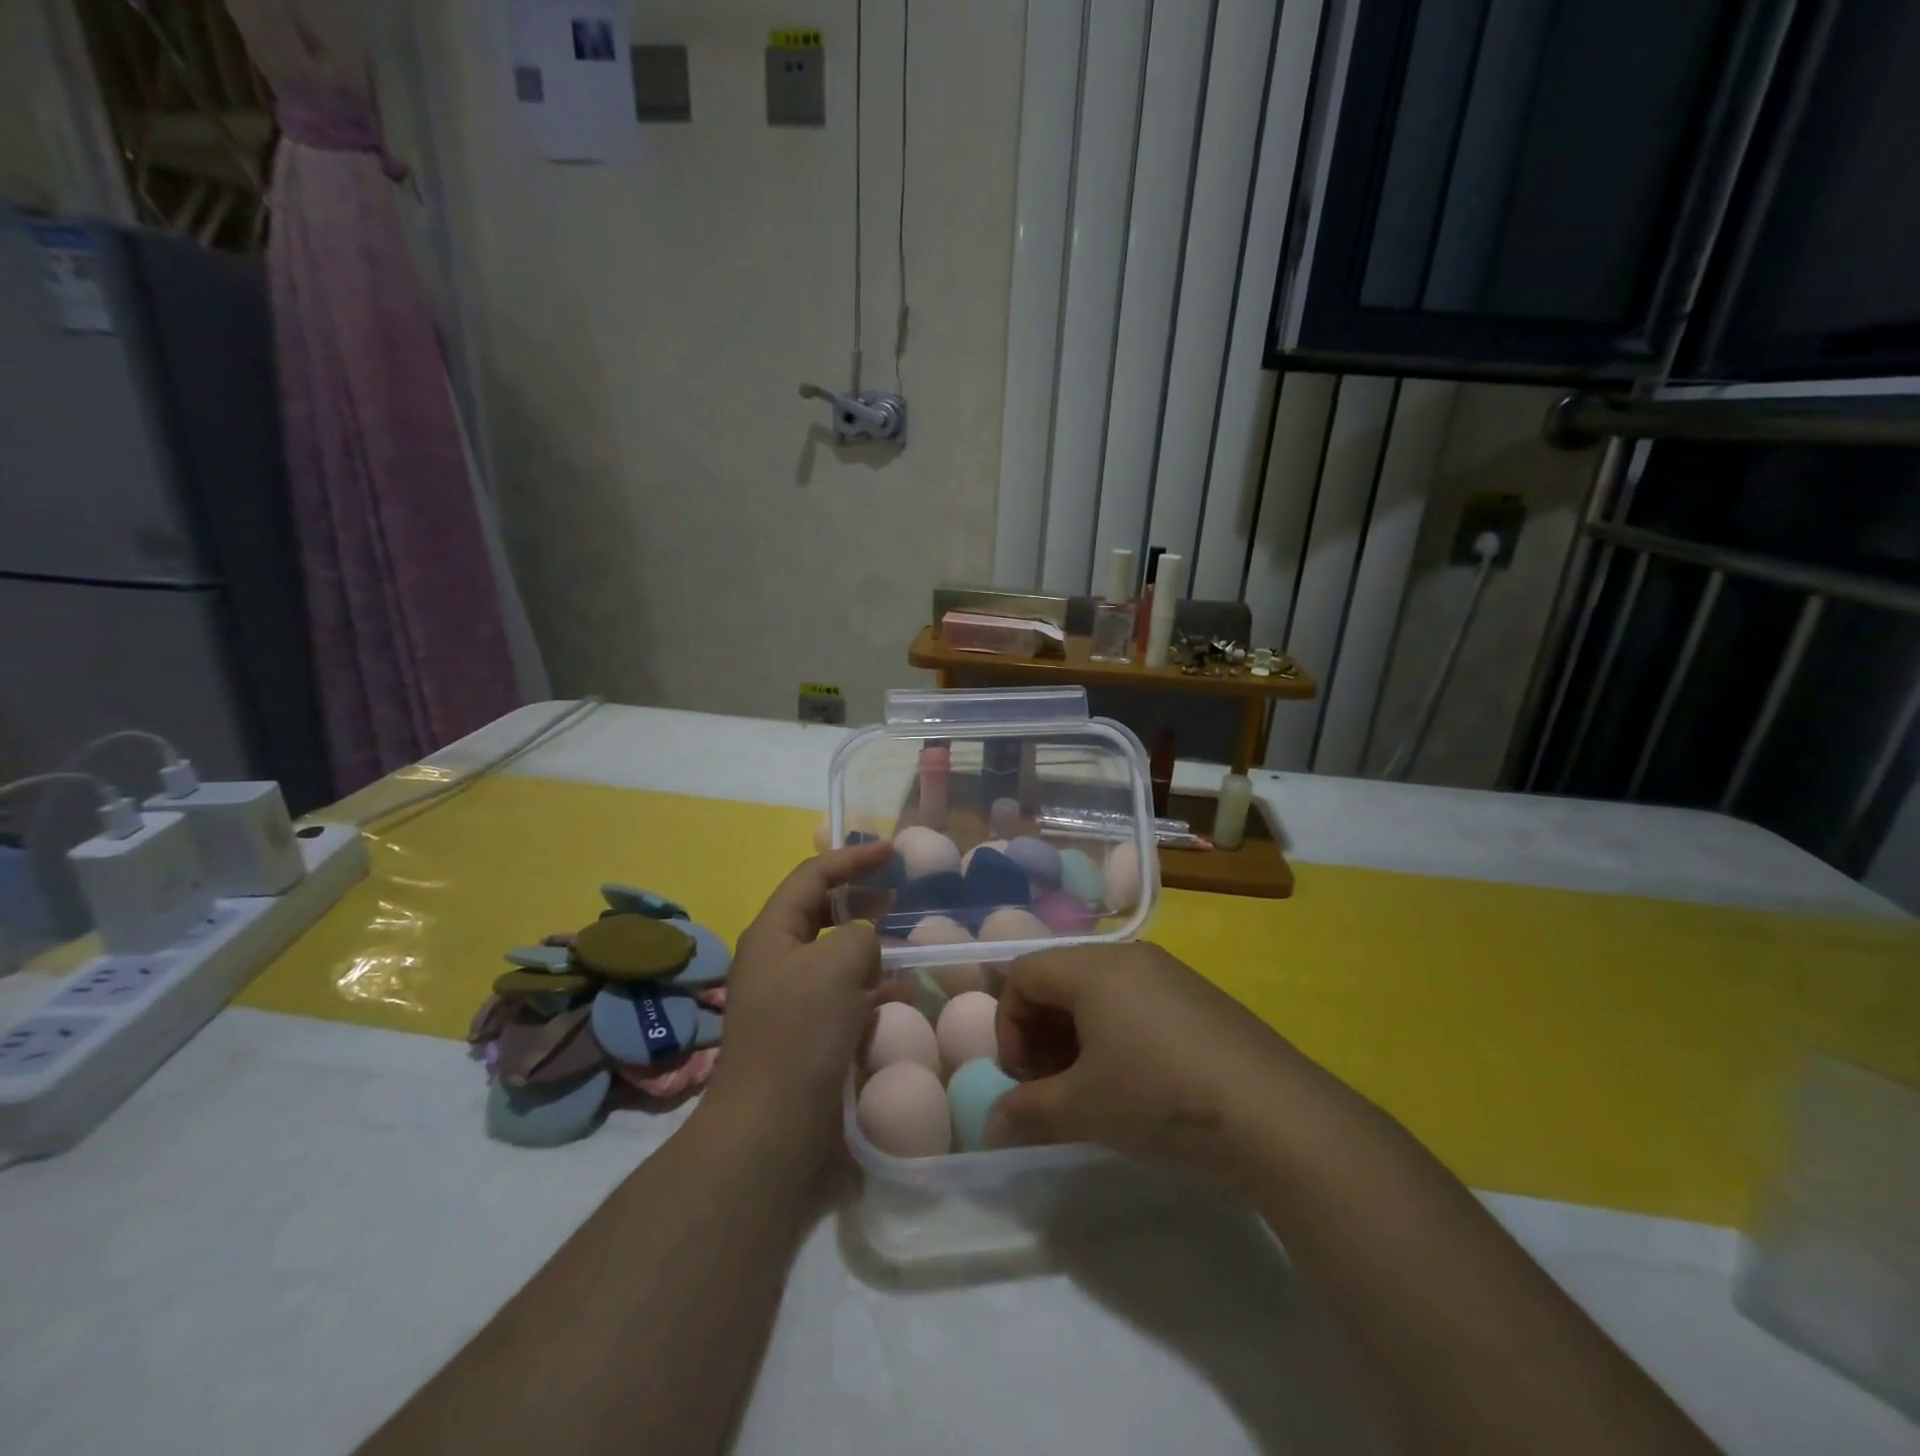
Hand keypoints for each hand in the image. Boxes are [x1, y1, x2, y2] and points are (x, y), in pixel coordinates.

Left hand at [703, 840, 902, 1164]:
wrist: (771, 1127)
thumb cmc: (800, 1033)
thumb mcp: (837, 964)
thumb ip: (859, 936)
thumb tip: (865, 946)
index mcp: (773, 932)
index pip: (813, 876)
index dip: (852, 858)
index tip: (892, 852)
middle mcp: (777, 959)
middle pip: (822, 912)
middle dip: (861, 901)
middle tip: (897, 896)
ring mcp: (790, 998)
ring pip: (837, 956)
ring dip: (871, 948)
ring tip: (906, 948)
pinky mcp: (807, 1032)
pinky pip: (844, 995)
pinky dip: (872, 989)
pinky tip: (902, 996)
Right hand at [988, 942, 1310, 1190]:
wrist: (1278, 1118)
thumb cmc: (1161, 1100)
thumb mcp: (1084, 1110)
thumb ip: (1027, 1112)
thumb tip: (991, 1124)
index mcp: (1093, 967)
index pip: (1024, 973)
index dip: (1009, 1024)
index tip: (1024, 1077)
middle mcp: (1129, 957)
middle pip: (1060, 978)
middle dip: (1042, 1031)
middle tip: (1053, 1085)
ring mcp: (1170, 973)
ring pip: (1099, 991)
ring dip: (1078, 1035)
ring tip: (1092, 1087)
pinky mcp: (1199, 997)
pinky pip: (1137, 1001)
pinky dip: (1117, 1033)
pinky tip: (1139, 1082)